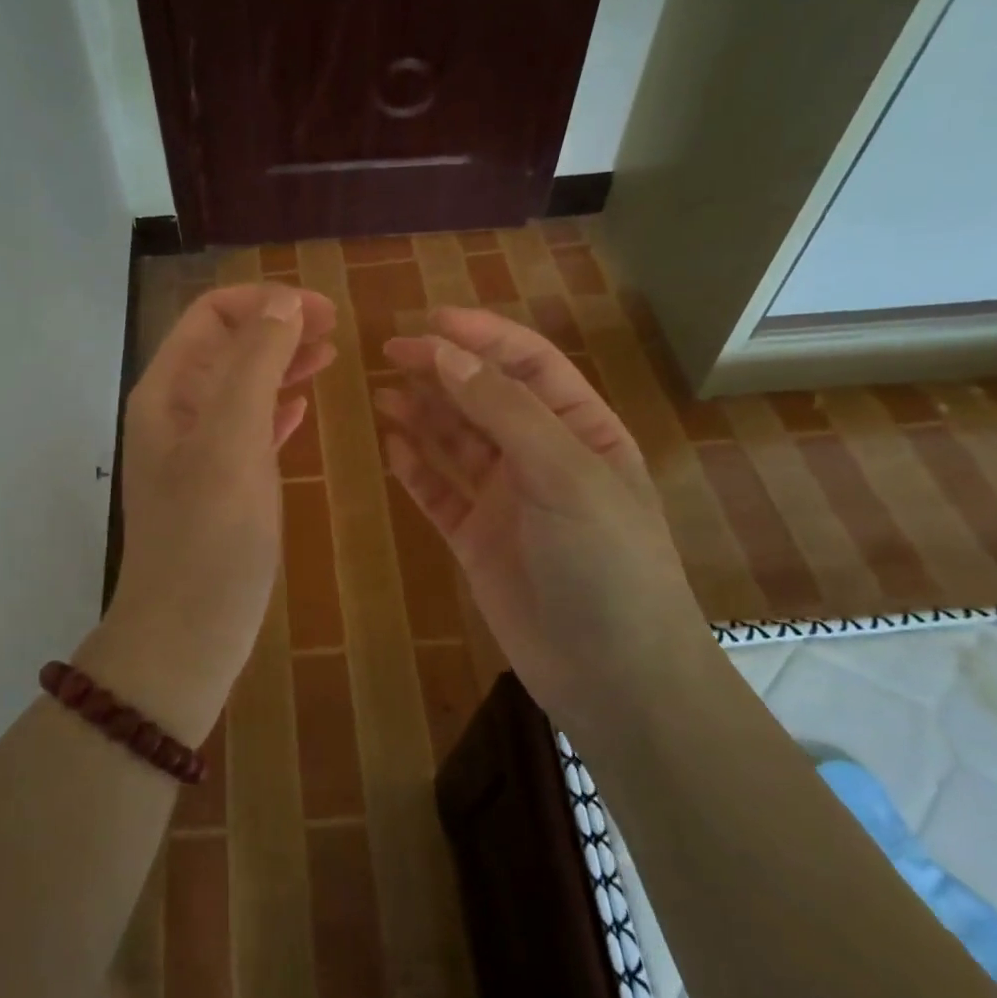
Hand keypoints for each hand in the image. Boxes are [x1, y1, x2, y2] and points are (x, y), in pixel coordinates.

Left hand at [85, 283, 337, 742]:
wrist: (186, 636)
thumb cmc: (209, 536)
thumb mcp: (232, 440)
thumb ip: (254, 364)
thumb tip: (284, 302)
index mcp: (168, 391)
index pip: (211, 315)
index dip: (266, 302)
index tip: (324, 311)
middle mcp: (176, 412)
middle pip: (228, 345)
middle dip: (279, 327)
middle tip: (337, 330)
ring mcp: (197, 450)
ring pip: (241, 385)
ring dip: (282, 363)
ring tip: (329, 356)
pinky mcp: (220, 484)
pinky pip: (249, 428)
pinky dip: (277, 407)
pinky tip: (303, 406)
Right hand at [375, 308, 700, 723]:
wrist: (613, 676)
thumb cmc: (606, 561)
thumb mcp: (564, 474)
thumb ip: (504, 411)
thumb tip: (445, 354)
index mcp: (580, 431)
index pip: (528, 365)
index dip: (482, 336)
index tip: (429, 321)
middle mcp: (541, 457)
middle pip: (484, 398)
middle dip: (442, 371)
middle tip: (390, 353)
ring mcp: (507, 500)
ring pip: (456, 443)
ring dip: (423, 415)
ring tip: (382, 395)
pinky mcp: (476, 539)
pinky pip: (440, 492)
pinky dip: (416, 469)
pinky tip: (392, 447)